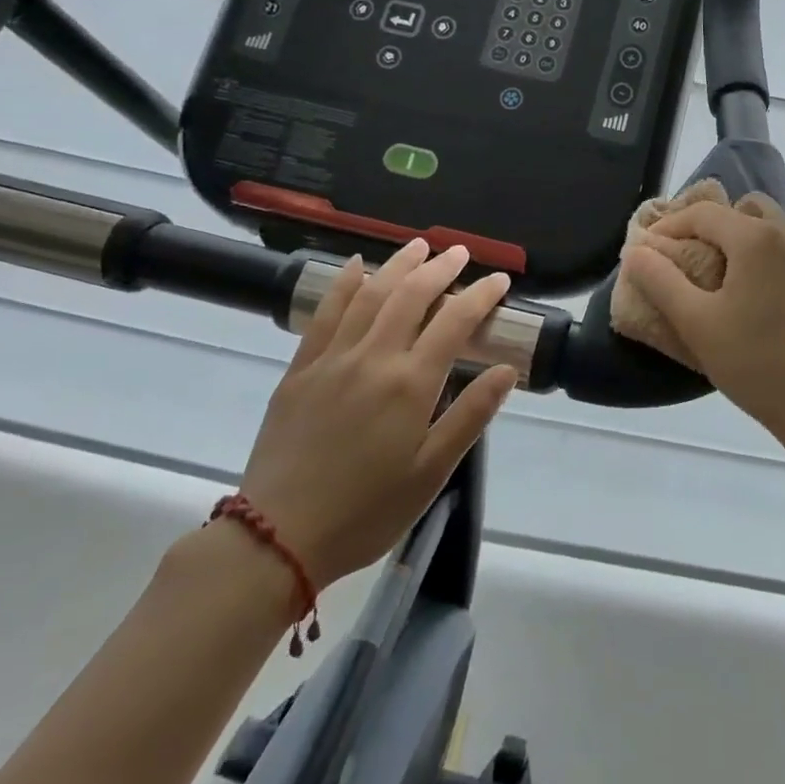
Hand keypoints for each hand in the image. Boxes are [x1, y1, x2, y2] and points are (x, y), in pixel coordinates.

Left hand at [237, 240, 516, 589]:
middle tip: (459, 252)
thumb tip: (507, 369)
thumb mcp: (431, 473)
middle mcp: (373, 358)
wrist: (277, 537)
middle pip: (411, 296)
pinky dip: (343, 284)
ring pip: (370, 295)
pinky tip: (356, 266)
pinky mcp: (300, 369)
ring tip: (418, 246)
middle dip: (440, 268)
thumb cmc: (367, 511)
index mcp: (410, 384)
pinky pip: (324, 314)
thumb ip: (470, 416)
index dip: (480, 295)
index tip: (499, 280)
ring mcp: (332, 359)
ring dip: (397, 265)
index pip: (454, 322)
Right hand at [619, 194, 784, 454]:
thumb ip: (661, 281)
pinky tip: (764, 300)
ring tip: (728, 278)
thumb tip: (637, 251)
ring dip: (747, 239)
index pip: (704, 213)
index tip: (650, 251)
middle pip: (746, 209)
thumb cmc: (757, 364)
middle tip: (693, 257)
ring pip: (776, 228)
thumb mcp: (696, 324)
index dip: (671, 225)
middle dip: (715, 224)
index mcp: (757, 238)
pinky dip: (774, 261)